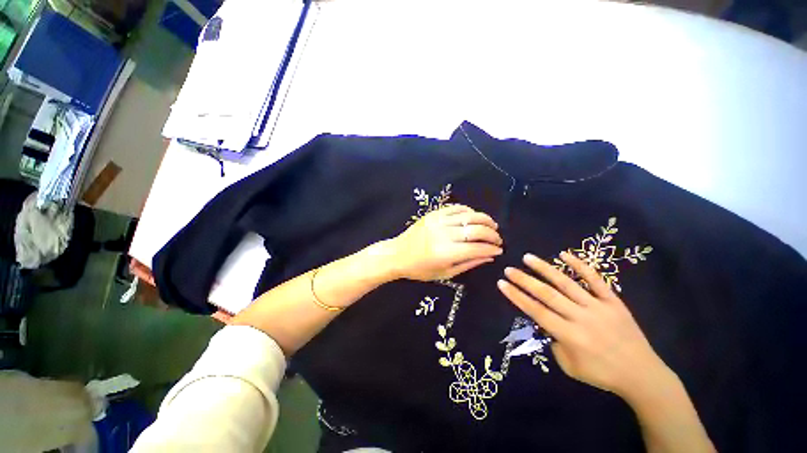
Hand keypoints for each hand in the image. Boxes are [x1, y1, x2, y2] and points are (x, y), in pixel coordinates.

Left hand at [389, 204, 502, 280]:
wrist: (397, 254)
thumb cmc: (420, 269)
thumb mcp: (445, 273)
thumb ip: (469, 263)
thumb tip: (490, 256)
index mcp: (446, 253)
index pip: (477, 248)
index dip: (492, 249)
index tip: (499, 250)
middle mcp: (443, 234)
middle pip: (477, 230)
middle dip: (492, 234)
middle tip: (498, 239)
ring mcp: (438, 221)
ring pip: (469, 216)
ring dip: (485, 220)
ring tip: (492, 226)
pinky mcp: (433, 213)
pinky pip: (456, 208)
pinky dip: (469, 211)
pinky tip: (474, 217)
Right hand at [497, 251, 669, 398]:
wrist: (641, 374)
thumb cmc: (600, 373)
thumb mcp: (569, 366)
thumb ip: (553, 342)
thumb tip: (545, 322)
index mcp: (569, 335)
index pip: (535, 311)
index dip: (516, 296)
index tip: (502, 283)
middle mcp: (580, 318)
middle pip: (546, 294)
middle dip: (524, 280)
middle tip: (509, 269)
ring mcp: (598, 307)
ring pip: (566, 283)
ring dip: (544, 269)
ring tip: (528, 257)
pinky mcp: (613, 301)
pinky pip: (596, 280)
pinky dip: (580, 266)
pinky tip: (564, 254)